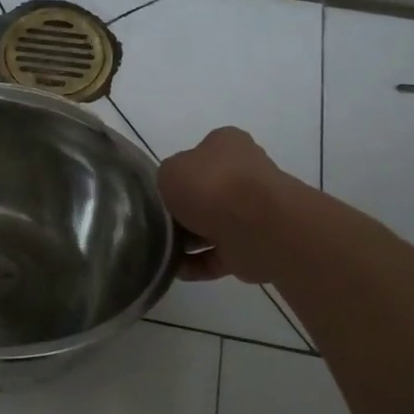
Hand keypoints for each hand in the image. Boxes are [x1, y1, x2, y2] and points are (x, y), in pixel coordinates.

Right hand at [156, 127, 283, 283]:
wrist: (256, 227)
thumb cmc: (210, 186)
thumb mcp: (170, 171)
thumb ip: (167, 178)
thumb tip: (175, 193)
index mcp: (228, 144)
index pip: (200, 153)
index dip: (179, 172)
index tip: (161, 191)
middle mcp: (244, 173)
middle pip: (206, 191)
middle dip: (183, 210)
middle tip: (157, 223)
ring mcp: (251, 211)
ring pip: (212, 225)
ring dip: (188, 240)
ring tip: (161, 251)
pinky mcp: (252, 244)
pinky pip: (218, 254)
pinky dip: (198, 263)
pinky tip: (177, 270)